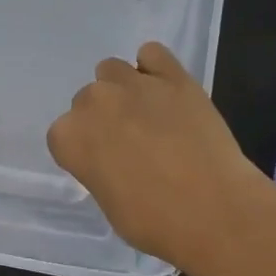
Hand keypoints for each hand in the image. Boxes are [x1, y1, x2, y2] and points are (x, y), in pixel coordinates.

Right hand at [47, 41, 275, 271]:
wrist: (213, 210)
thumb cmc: (153, 221)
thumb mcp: (108, 202)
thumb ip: (99, 169)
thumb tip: (114, 160)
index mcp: (69, 137)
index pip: (63, 133)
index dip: (84, 149)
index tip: (103, 164)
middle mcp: (94, 102)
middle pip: (87, 100)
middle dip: (103, 118)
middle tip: (130, 143)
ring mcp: (133, 84)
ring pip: (112, 70)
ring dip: (122, 89)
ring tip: (147, 115)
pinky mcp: (173, 76)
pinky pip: (152, 53)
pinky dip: (154, 67)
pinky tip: (165, 91)